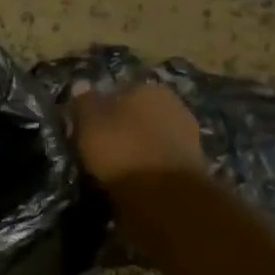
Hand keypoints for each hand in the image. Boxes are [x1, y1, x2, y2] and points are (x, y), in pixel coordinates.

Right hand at [71, 82, 205, 185]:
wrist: (165, 191)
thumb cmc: (121, 150)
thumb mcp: (89, 124)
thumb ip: (84, 103)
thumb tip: (80, 84)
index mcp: (144, 87)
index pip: (114, 91)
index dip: (98, 108)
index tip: (86, 127)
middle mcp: (171, 100)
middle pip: (136, 110)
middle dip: (121, 124)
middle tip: (100, 145)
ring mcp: (186, 128)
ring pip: (151, 131)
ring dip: (137, 142)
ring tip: (117, 162)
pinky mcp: (194, 156)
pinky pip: (161, 152)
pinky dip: (150, 159)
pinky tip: (137, 172)